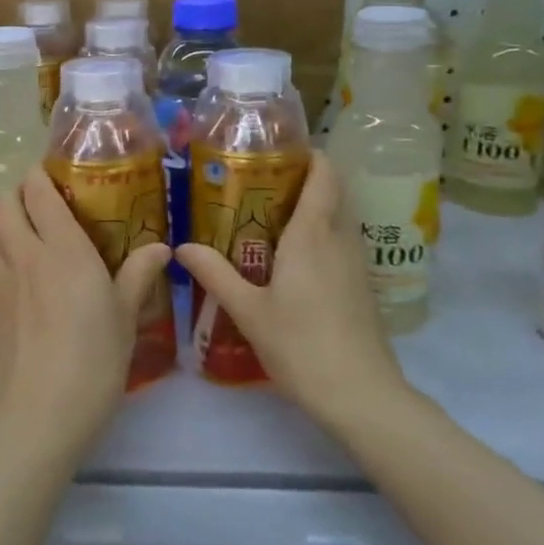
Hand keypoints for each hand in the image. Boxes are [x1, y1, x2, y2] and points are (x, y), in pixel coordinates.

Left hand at [0, 165, 171, 456]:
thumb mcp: (126, 316)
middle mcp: (25, 254)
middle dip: (17, 191)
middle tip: (40, 198)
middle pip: (3, 203)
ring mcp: (1, 280)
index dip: (40, 174)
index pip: (38, 192)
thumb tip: (161, 247)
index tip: (54, 170)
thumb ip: (138, 274)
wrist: (40, 412)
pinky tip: (19, 269)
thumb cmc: (94, 358)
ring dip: (1, 218)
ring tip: (25, 228)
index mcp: (62, 248)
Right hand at [175, 153, 411, 438]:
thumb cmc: (301, 345)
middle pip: (333, 191)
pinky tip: (290, 258)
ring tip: (268, 215)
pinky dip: (320, 234)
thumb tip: (182, 246)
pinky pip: (341, 243)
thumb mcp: (249, 310)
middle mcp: (340, 239)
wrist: (362, 396)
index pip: (325, 174)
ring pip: (339, 218)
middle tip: (260, 181)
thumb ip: (215, 274)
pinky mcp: (362, 286)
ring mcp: (357, 264)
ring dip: (312, 207)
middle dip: (303, 178)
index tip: (279, 148)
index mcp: (312, 234)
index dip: (310, 153)